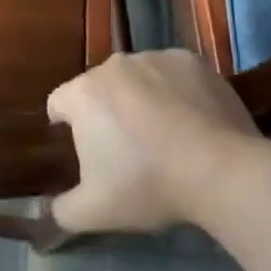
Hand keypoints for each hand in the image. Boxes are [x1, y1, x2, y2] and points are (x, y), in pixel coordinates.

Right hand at [47, 49, 260, 232]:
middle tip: (129, 150)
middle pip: (99, 88)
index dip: (68, 128)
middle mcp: (113, 65)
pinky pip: (172, 74)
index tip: (88, 154)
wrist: (221, 171)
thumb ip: (62, 211)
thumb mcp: (96, 212)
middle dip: (107, 113)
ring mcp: (153, 58)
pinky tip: (192, 121)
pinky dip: (175, 91)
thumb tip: (49, 210)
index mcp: (83, 94)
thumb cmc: (149, 184)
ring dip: (141, 99)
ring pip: (136, 79)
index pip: (59, 104)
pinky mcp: (189, 60)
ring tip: (166, 136)